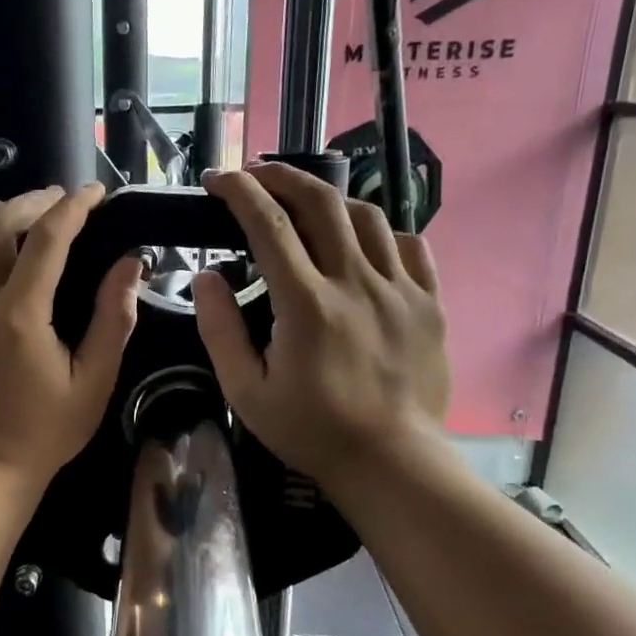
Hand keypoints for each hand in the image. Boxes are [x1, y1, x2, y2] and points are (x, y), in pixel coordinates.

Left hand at [0, 184, 141, 493]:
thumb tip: (131, 263)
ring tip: (9, 217)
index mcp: (21, 317)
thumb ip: (112, 320)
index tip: (94, 193)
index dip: (74, 207)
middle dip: (28, 202)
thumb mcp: (93, 383)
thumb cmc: (45, 433)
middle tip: (54, 202)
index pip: (48, 239)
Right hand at [193, 164, 449, 492]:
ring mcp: (400, 289)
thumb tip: (206, 277)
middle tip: (257, 174)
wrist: (390, 461)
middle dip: (282, 176)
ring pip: (366, 215)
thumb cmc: (310, 430)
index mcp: (306, 304)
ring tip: (305, 205)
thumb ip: (220, 330)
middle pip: (321, 202)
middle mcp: (356, 282)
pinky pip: (409, 245)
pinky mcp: (429, 302)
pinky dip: (378, 232)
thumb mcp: (246, 392)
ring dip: (329, 199)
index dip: (239, 191)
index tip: (217, 178)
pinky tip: (361, 244)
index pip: (268, 224)